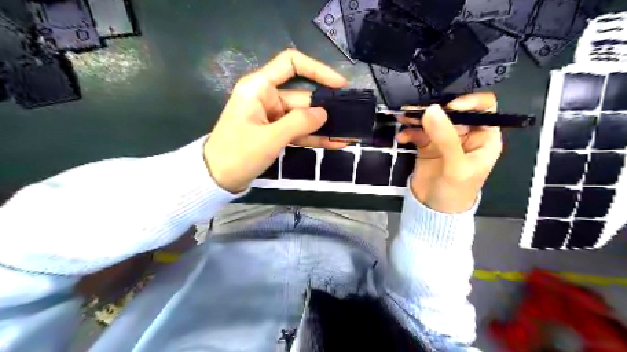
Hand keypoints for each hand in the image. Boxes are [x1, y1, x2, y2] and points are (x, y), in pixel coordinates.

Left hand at [203, 49, 347, 191]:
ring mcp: (272, 117)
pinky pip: (298, 131)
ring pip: (303, 117)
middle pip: (302, 96)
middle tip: (351, 119)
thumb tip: (324, 113)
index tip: (339, 85)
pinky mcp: (275, 132)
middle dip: (326, 108)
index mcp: (259, 88)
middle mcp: (267, 97)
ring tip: (348, 134)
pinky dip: (314, 137)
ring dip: (323, 126)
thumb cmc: (237, 154)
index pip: (291, 64)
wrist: (217, 179)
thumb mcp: (270, 138)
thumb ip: (299, 123)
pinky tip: (335, 143)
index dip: (317, 70)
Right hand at [396, 94, 502, 212]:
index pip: (484, 109)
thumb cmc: (455, 192)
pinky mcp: (427, 145)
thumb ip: (445, 138)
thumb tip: (431, 110)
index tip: (448, 107)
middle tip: (415, 111)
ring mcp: (444, 139)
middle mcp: (465, 135)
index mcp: (483, 137)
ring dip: (417, 118)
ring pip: (433, 120)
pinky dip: (409, 132)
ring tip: (403, 118)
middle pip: (452, 112)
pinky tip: (402, 137)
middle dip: (434, 110)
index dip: (469, 103)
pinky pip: (418, 132)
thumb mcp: (455, 166)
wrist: (433, 211)